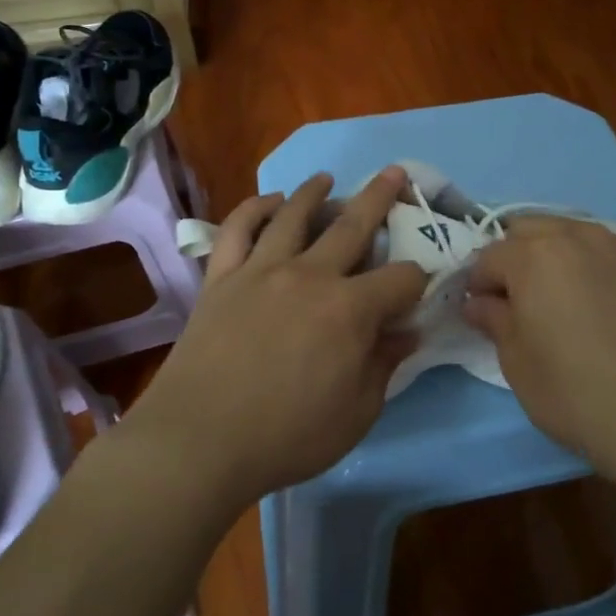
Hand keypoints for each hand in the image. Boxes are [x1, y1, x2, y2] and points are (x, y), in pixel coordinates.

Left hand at [123, 168, 427, 509]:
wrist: (198, 442)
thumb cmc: (286, 437)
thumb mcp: (357, 414)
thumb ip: (384, 366)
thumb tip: (407, 333)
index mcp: (350, 310)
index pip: (401, 279)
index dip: (418, 280)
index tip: (417, 290)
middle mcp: (310, 275)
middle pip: (353, 225)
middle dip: (380, 198)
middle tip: (394, 173)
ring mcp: (261, 270)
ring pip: (293, 215)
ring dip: (314, 192)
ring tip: (326, 178)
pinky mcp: (222, 277)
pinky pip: (238, 229)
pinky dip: (255, 208)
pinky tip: (269, 202)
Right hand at [461, 217, 615, 482]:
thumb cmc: (575, 393)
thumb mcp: (517, 363)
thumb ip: (494, 320)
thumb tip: (479, 302)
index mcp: (534, 256)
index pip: (489, 256)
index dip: (478, 283)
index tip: (481, 311)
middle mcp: (576, 237)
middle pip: (529, 230)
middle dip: (513, 257)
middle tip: (516, 300)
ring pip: (570, 233)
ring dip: (552, 254)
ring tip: (559, 298)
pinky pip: (606, 250)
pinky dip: (590, 264)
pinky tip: (598, 303)